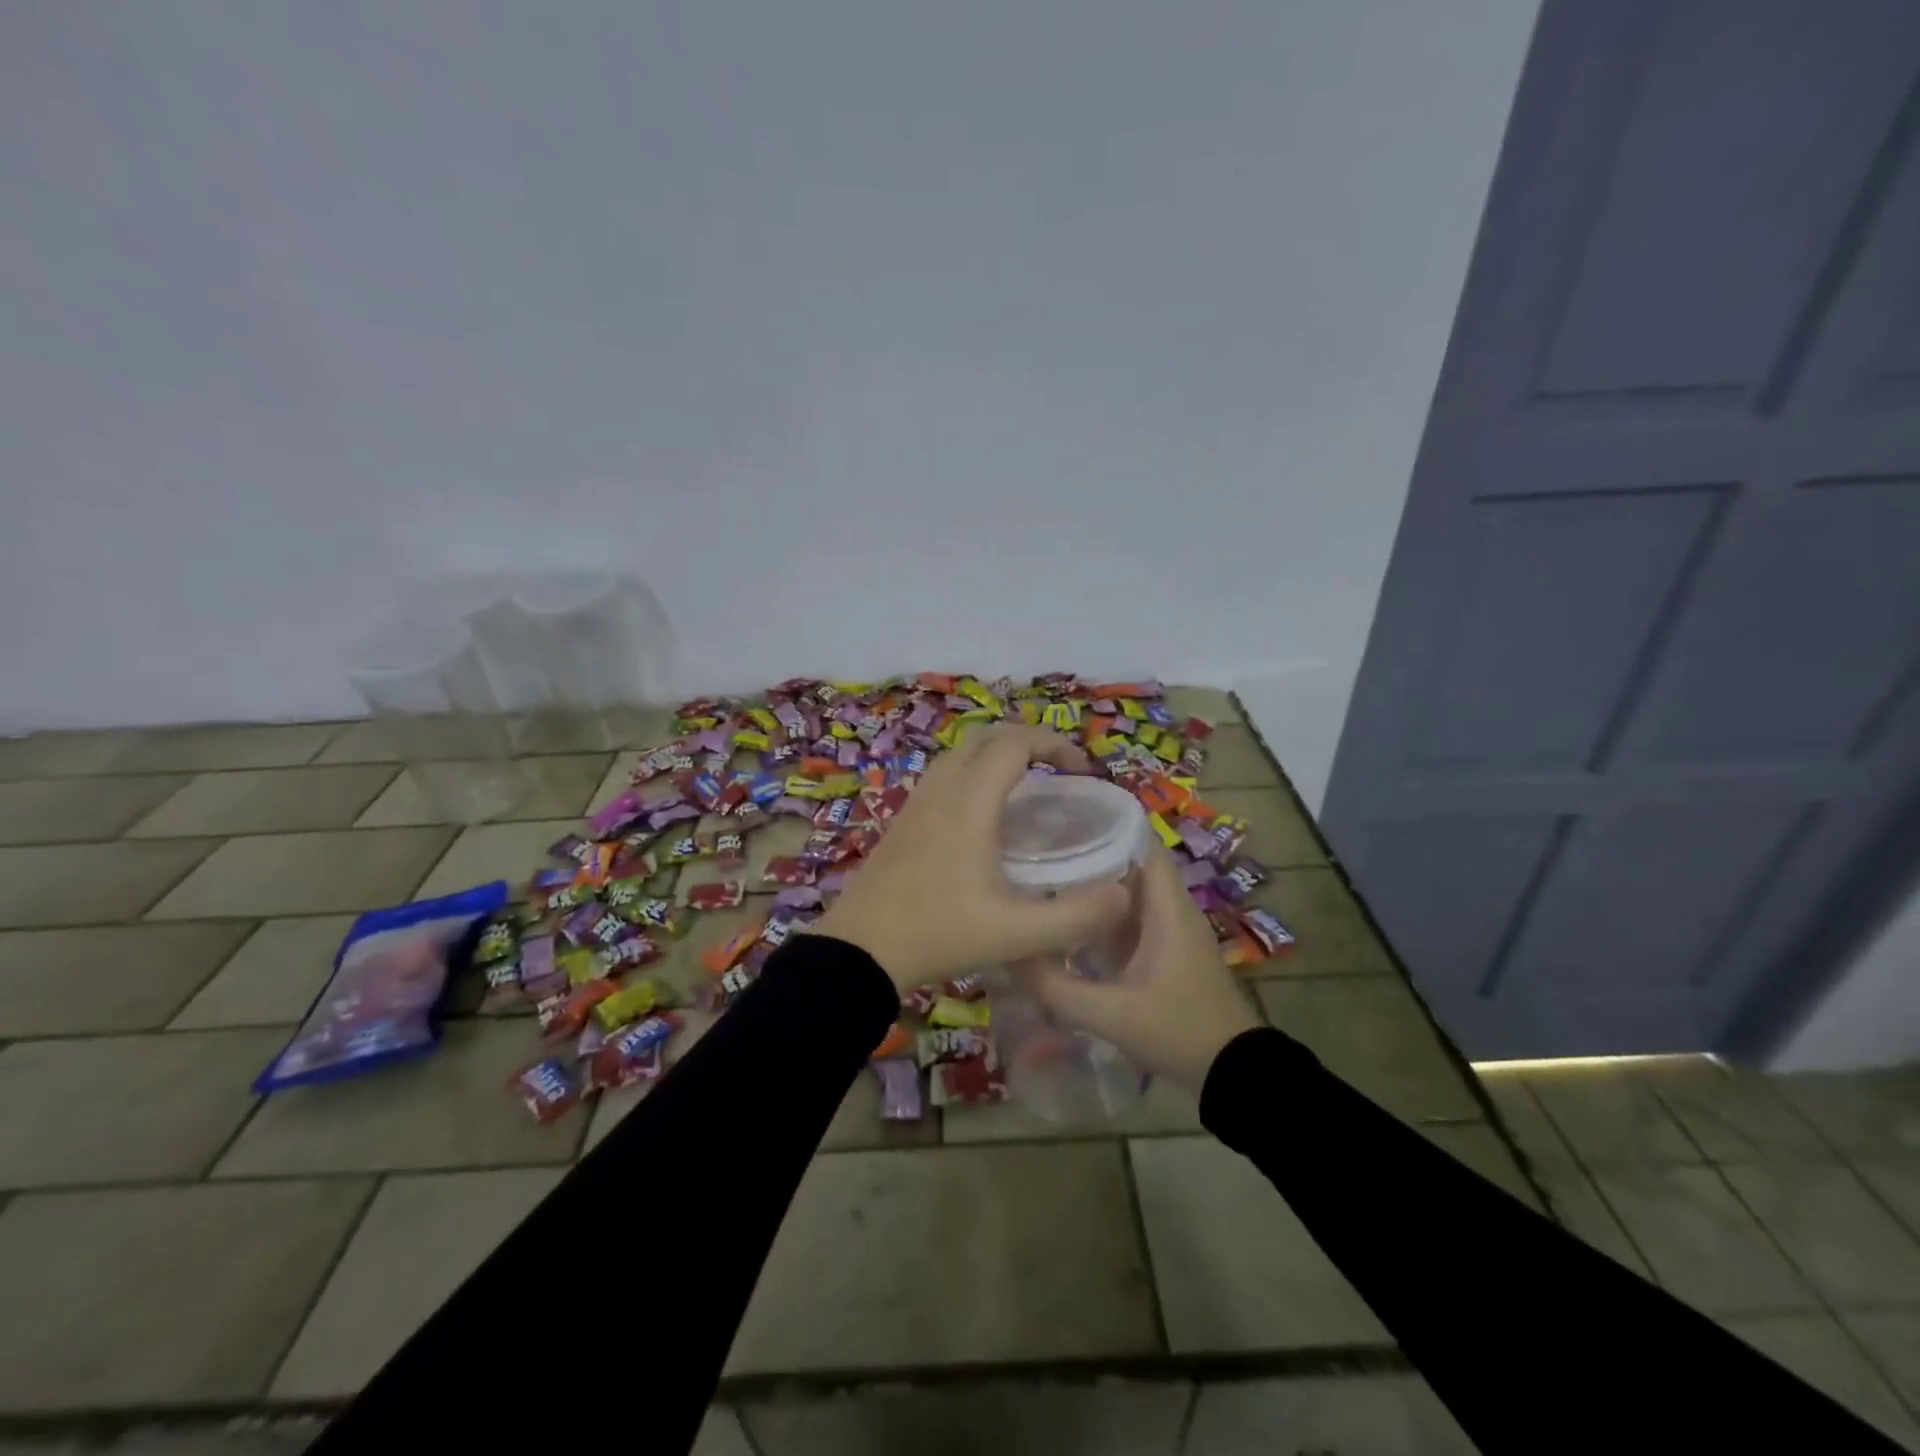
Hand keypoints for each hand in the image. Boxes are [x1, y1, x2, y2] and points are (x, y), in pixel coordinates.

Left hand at [808, 725, 1130, 991]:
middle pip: (987, 736)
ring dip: (998, 754)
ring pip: (961, 752)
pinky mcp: (904, 818)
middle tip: (1060, 772)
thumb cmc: (938, 934)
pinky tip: (987, 816)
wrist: (859, 949)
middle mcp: (942, 789)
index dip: (1054, 744)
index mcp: (970, 803)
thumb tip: (1125, 894)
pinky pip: (944, 774)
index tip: (1082, 771)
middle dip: (1029, 741)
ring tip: (1028, 787)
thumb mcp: (1015, 934)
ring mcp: (917, 801)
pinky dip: (974, 772)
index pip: (1015, 743)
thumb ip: (1075, 917)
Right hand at [1018, 843, 1260, 1089]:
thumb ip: (1058, 988)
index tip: (1061, 815)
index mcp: (1167, 907)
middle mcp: (1171, 906)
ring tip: (1045, 871)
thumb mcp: (1112, 1015)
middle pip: (1129, 858)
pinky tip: (1068, 915)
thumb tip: (1012, 955)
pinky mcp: (1165, 946)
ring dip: (1094, 878)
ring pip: (1129, 886)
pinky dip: (1102, 907)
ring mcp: (1170, 926)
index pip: (1140, 841)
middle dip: (1089, 847)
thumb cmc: (1178, 1031)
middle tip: (1040, 843)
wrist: (1232, 1072)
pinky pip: (1131, 911)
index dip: (1104, 822)